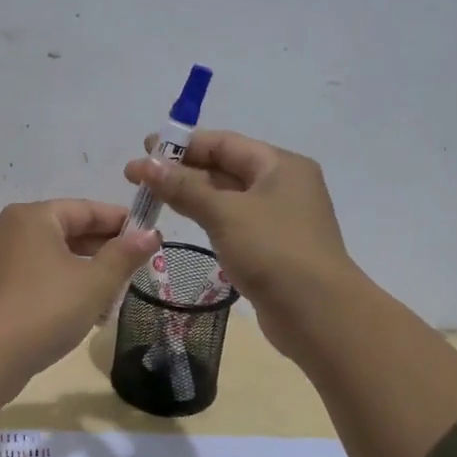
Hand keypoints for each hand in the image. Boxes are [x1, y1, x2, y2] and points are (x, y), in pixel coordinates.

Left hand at [0, 200, 158, 372]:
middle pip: (64, 230)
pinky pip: (31, 276)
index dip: (119, 221)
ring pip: (48, 256)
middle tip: (133, 266)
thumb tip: (151, 234)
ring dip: (81, 270)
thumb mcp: (95, 282)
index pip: (84, 209)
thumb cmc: (47, 308)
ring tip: (111, 292)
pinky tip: (79, 309)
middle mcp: (7, 229)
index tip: (148, 234)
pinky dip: (57, 284)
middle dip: (101, 248)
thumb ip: (124, 255)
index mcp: (31, 217)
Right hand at [124, 131, 355, 361]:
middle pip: (225, 167)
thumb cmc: (273, 251)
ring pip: (228, 197)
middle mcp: (283, 185)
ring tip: (152, 197)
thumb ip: (184, 187)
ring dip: (192, 194)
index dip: (183, 144)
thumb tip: (146, 164)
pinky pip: (234, 222)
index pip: (224, 142)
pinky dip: (207, 217)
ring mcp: (279, 218)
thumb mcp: (225, 213)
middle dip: (182, 170)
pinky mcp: (272, 247)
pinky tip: (182, 221)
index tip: (145, 148)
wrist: (318, 314)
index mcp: (280, 165)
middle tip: (138, 176)